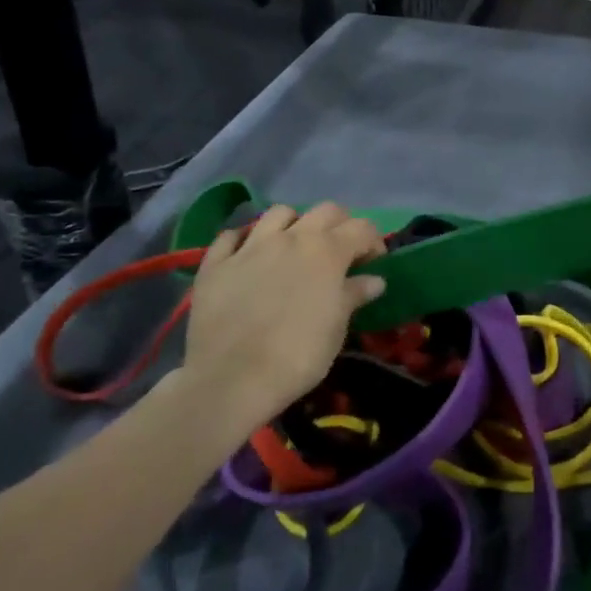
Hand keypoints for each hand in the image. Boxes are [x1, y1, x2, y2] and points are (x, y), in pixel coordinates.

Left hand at [177, 202, 386, 425]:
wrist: (232, 379)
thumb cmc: (298, 354)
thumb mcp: (337, 327)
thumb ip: (354, 295)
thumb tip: (374, 280)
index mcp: (327, 251)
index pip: (363, 228)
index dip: (373, 243)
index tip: (373, 265)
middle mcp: (291, 237)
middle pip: (326, 210)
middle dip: (339, 225)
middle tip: (339, 254)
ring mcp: (250, 246)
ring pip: (279, 213)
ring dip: (294, 224)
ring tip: (294, 249)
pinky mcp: (216, 263)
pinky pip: (232, 236)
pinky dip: (245, 240)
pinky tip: (249, 257)